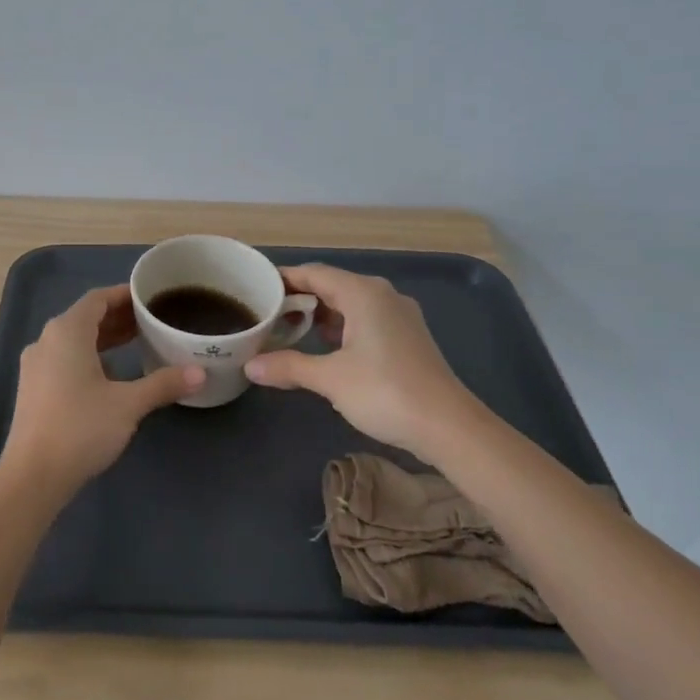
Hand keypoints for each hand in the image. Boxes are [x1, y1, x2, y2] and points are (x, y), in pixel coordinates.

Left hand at [1, 285, 203, 492]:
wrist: (33, 475)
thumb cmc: (81, 428)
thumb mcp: (128, 404)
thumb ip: (163, 384)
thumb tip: (200, 373)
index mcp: (67, 332)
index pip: (97, 299)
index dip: (124, 295)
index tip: (150, 297)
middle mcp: (46, 340)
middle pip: (85, 318)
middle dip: (118, 317)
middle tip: (151, 320)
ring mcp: (35, 365)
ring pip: (74, 340)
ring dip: (104, 338)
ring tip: (137, 342)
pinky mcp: (33, 388)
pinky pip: (64, 358)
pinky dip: (89, 357)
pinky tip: (111, 374)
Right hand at [244, 264, 478, 458]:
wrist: (449, 427)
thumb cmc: (385, 392)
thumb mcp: (330, 379)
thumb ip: (288, 367)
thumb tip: (250, 365)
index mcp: (363, 293)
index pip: (314, 273)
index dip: (283, 279)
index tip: (255, 289)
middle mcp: (382, 295)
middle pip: (332, 285)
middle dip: (299, 298)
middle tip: (265, 313)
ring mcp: (399, 316)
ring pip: (350, 304)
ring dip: (320, 315)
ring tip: (288, 331)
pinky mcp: (407, 337)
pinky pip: (365, 320)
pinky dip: (341, 328)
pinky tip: (326, 349)